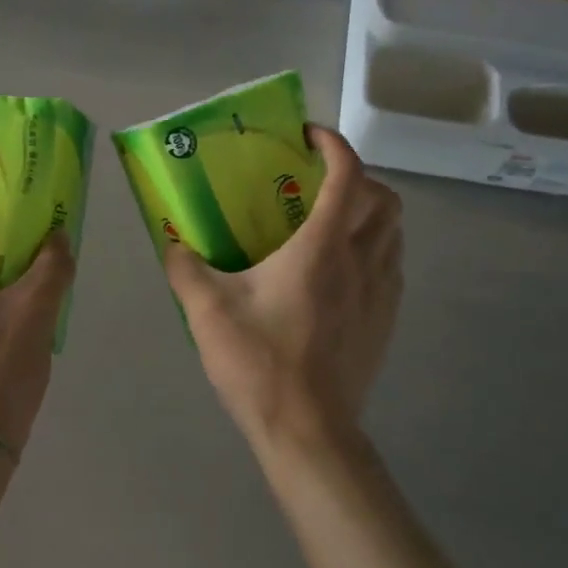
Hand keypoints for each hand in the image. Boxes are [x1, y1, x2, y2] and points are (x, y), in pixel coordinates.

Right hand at [163, 125, 402, 449]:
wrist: (307, 430)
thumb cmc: (260, 363)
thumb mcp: (208, 311)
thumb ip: (185, 269)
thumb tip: (172, 244)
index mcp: (322, 248)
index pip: (347, 174)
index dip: (333, 145)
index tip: (308, 138)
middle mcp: (361, 261)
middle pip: (384, 199)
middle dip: (358, 177)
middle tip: (319, 184)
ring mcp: (381, 293)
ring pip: (394, 233)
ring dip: (370, 214)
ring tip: (331, 224)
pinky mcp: (386, 322)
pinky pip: (392, 267)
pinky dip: (374, 251)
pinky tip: (340, 273)